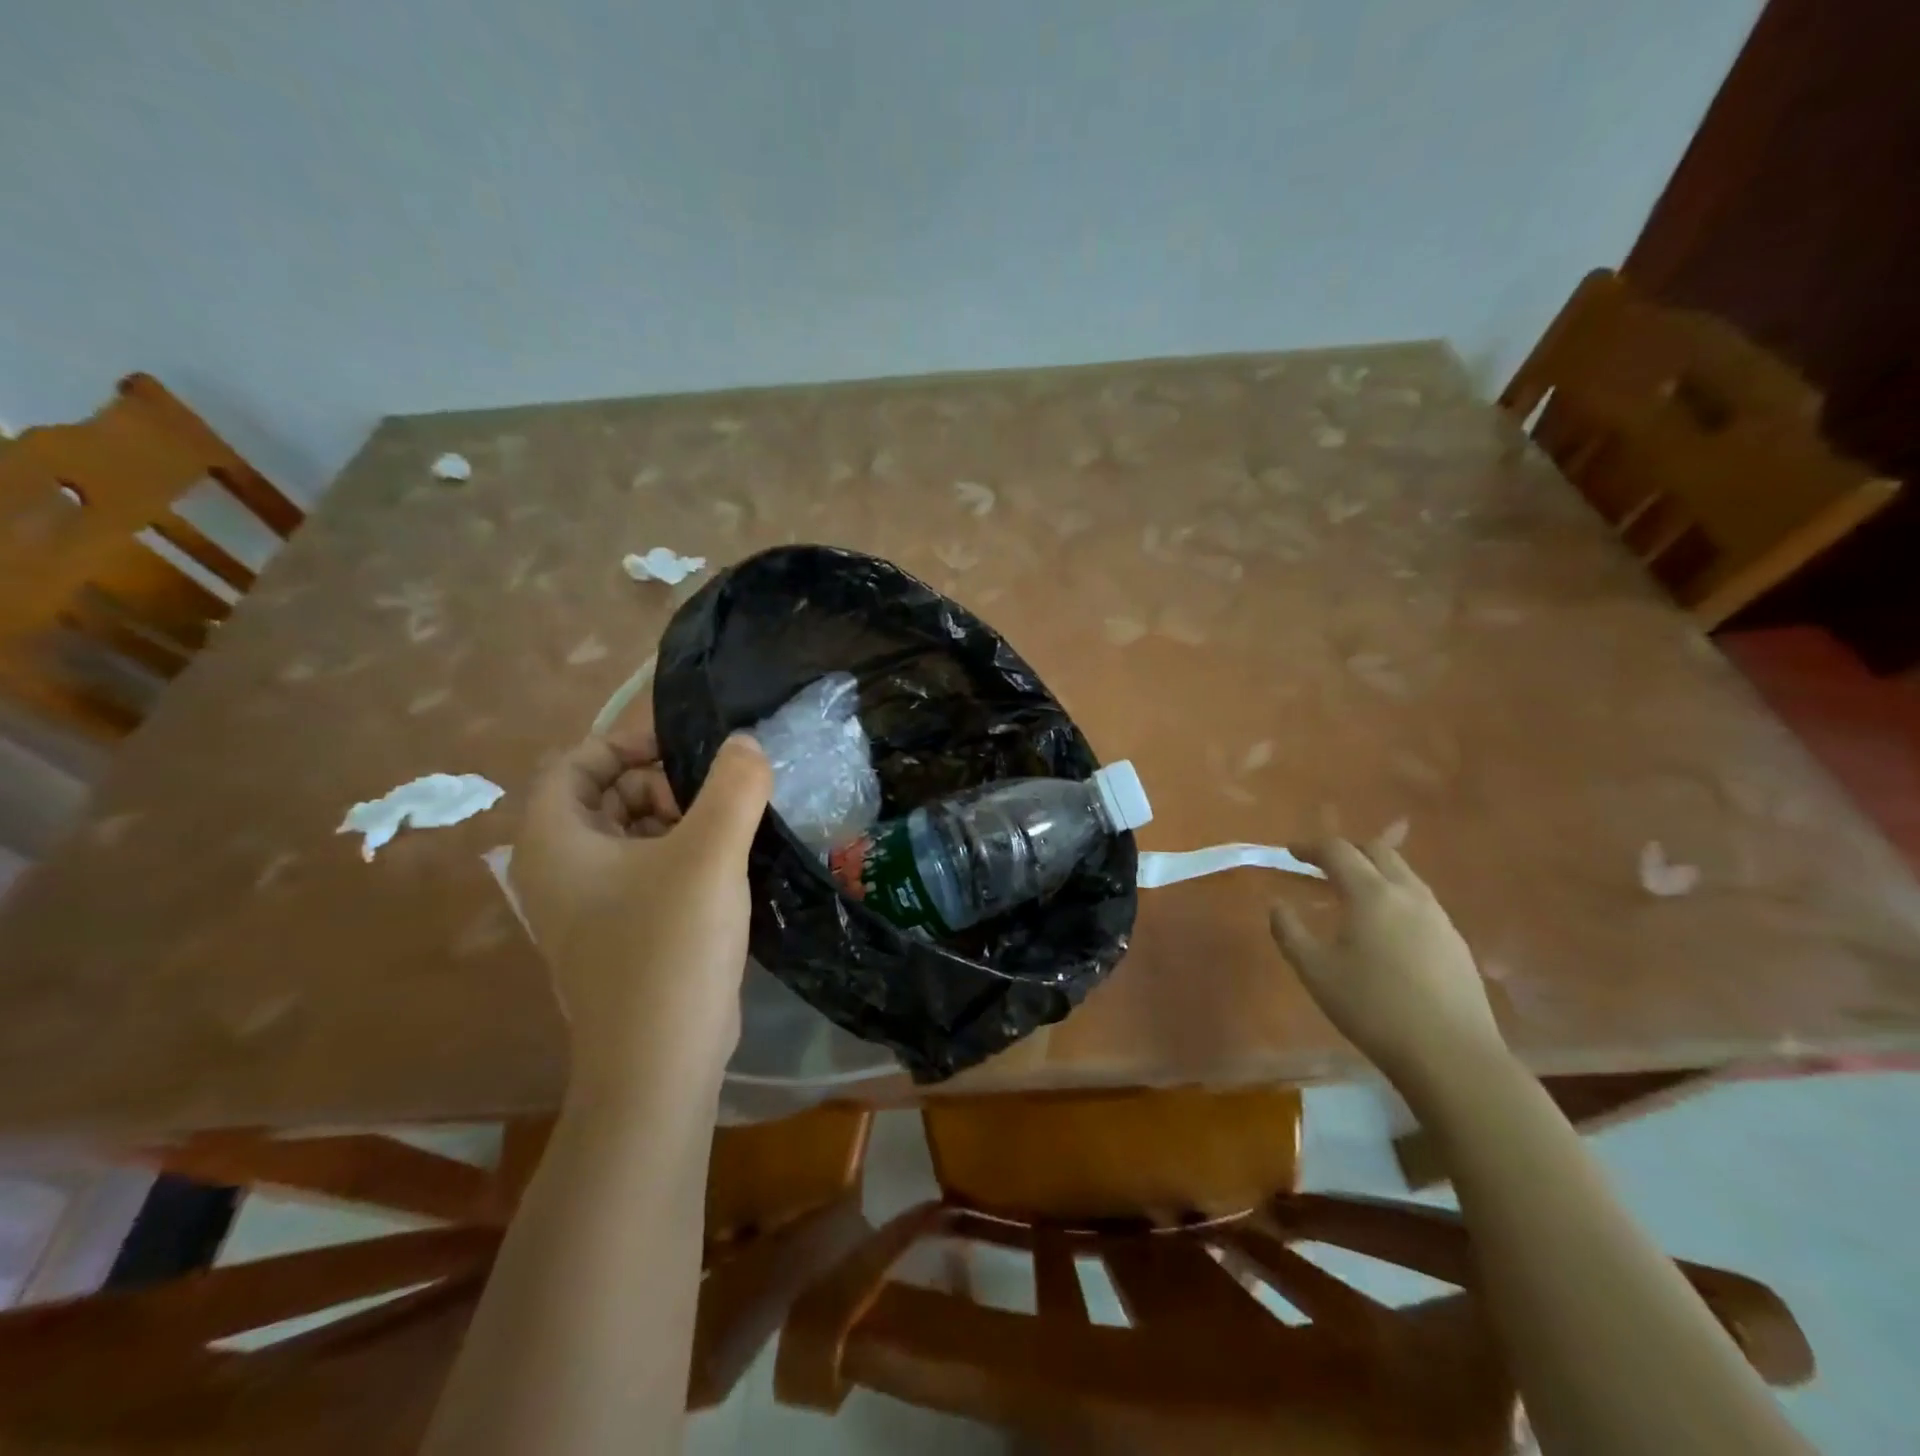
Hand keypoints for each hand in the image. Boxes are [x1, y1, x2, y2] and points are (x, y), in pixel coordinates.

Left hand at [513, 722, 771, 1096]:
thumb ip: (733, 786)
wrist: (660, 1064)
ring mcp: (589, 907)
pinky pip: (646, 870)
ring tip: (732, 826)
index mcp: (556, 842)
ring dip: (679, 819)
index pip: (575, 761)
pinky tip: (728, 863)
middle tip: (718, 792)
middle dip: (661, 782)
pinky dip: (682, 854)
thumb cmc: (670, 947)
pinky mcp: (621, 933)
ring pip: (631, 834)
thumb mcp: (709, 854)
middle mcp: (561, 870)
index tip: (686, 744)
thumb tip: (746, 742)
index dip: (627, 742)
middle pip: (605, 795)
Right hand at [1269, 838, 1505, 1091]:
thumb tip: (1277, 905)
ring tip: (1353, 892)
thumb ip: (1289, 932)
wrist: (1452, 1055)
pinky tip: (1386, 927)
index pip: (1338, 851)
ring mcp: (1438, 917)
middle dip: (1347, 850)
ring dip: (1374, 871)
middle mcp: (1408, 894)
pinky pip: (1420, 900)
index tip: (1291, 852)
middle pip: (1378, 850)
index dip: (1311, 847)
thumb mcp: (1315, 972)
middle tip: (1322, 865)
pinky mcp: (1455, 942)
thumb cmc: (1373, 1008)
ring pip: (1404, 874)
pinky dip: (1395, 895)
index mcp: (1371, 894)